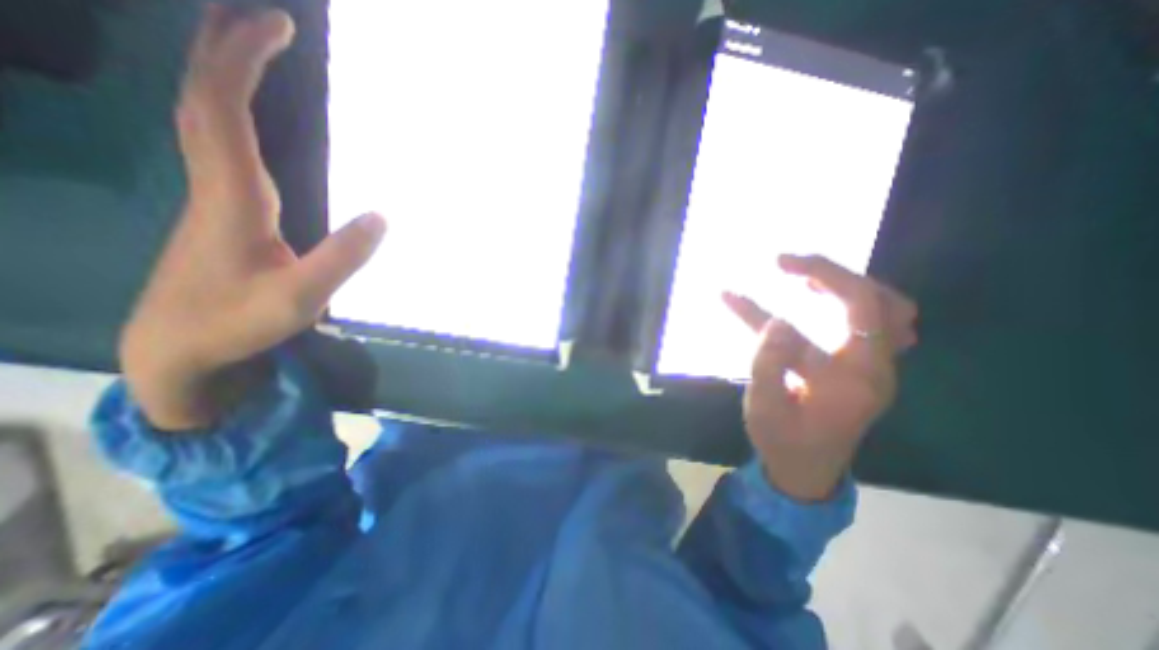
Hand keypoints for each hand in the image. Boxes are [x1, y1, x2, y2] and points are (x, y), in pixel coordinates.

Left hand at [119, 6, 385, 430]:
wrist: (178, 348)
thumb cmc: (237, 323)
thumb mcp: (301, 298)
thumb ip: (342, 257)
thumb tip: (382, 216)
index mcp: (231, 198)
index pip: (221, 108)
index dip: (243, 61)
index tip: (278, 27)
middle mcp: (213, 184)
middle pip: (201, 97)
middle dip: (224, 48)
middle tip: (262, 17)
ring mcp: (212, 197)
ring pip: (201, 117)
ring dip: (222, 74)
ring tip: (253, 49)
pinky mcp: (219, 211)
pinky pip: (217, 142)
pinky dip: (229, 110)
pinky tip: (249, 114)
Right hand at [722, 253, 913, 501]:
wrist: (807, 471)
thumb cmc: (781, 440)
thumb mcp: (763, 406)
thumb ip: (768, 363)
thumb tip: (778, 321)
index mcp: (853, 377)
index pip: (854, 308)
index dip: (819, 275)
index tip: (777, 264)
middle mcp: (877, 368)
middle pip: (880, 301)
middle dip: (832, 273)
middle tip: (788, 265)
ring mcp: (878, 370)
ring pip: (890, 311)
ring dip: (850, 286)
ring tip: (809, 280)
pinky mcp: (868, 371)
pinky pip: (881, 326)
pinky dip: (857, 304)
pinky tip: (829, 303)